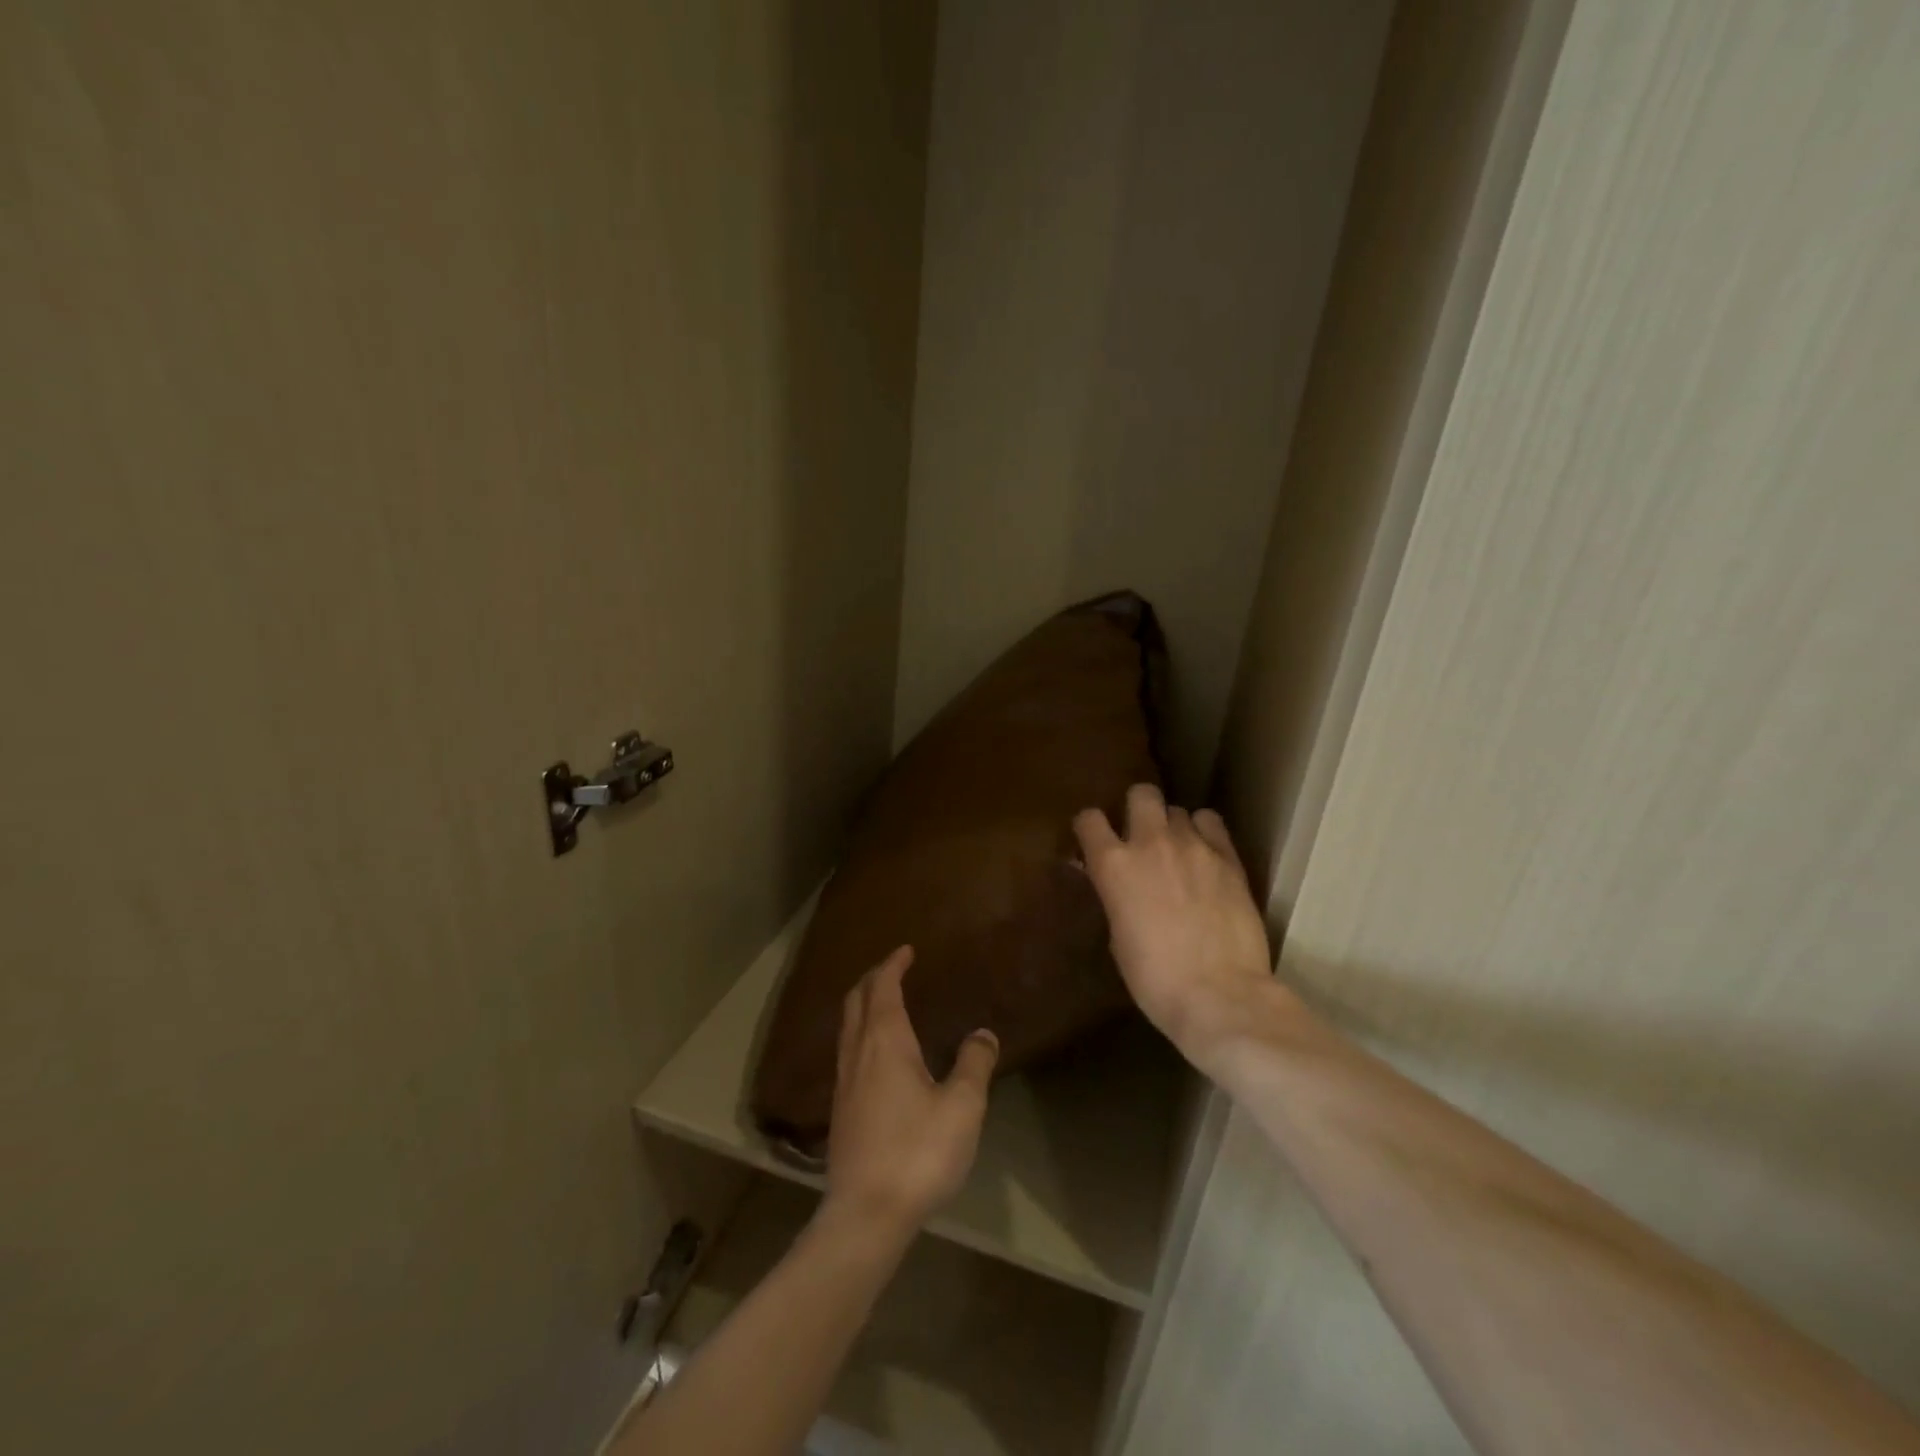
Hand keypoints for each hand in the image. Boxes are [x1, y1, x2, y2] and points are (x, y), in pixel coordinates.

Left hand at [824, 947, 997, 1238]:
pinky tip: (876, 1054)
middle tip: (893, 969)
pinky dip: (860, 1032)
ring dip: (862, 1005)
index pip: (882, 988)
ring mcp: (843, 1082)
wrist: (865, 1214)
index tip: (906, 951)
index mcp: (885, 1042)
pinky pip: (847, 1051)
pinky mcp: (840, 1110)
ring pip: (847, 1027)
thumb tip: (982, 1033)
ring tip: (883, 1003)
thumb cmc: (917, 1152)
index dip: (892, 965)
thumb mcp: (961, 1107)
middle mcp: (858, 1053)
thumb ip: (974, 1064)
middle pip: (856, 1001)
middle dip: (872, 979)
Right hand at [1073, 785, 1281, 1077]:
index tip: (1094, 841)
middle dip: (1138, 808)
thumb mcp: (1117, 936)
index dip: (1090, 827)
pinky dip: (1205, 832)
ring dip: (1173, 826)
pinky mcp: (1228, 856)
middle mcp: (1150, 842)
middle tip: (1142, 836)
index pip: (1089, 819)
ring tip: (1180, 851)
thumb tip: (1108, 878)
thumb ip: (1113, 895)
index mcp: (1113, 864)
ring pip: (1178, 810)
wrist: (1219, 994)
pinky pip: (1211, 822)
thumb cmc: (1154, 978)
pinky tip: (1206, 854)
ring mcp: (1193, 845)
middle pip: (1141, 794)